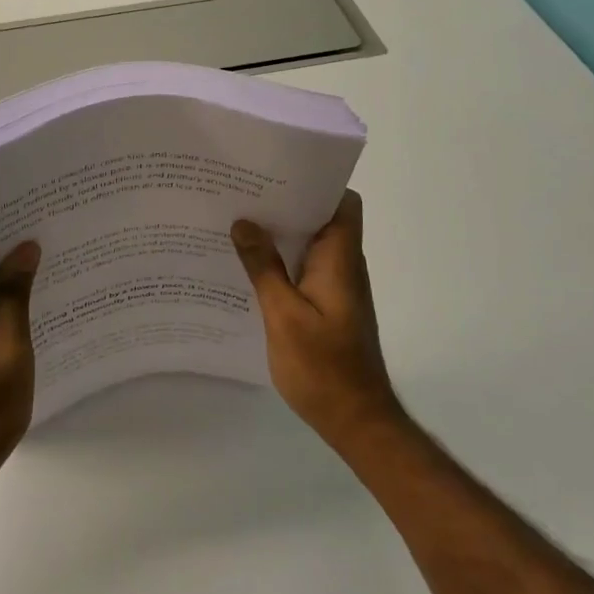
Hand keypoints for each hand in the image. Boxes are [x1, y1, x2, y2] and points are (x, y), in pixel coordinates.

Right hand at [233, 191, 401, 450]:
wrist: (356, 421)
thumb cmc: (323, 367)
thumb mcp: (284, 315)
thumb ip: (264, 267)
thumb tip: (245, 223)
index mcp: (340, 259)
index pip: (343, 202)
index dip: (317, 183)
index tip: (277, 173)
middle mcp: (343, 266)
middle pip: (322, 218)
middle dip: (286, 203)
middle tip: (242, 194)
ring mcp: (337, 287)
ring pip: (310, 244)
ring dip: (281, 233)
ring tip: (237, 222)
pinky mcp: (328, 306)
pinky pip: (305, 268)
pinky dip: (281, 260)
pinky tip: (248, 266)